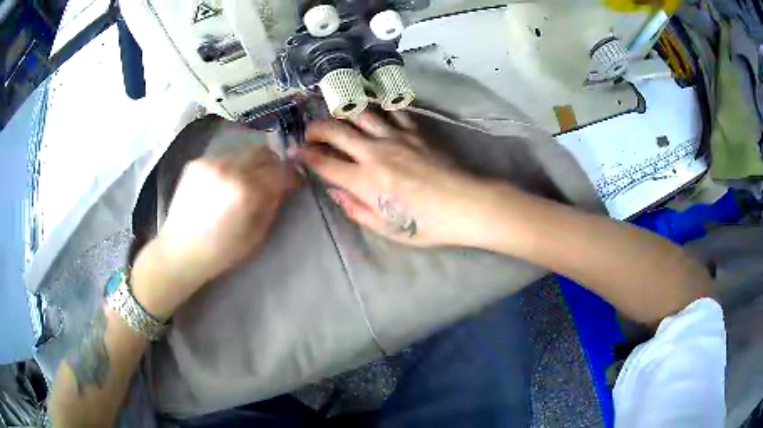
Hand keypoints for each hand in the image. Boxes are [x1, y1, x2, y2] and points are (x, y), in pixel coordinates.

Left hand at [132, 145, 297, 317]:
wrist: (180, 250)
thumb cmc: (221, 251)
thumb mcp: (256, 235)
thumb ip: (272, 204)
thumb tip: (283, 185)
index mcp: (246, 190)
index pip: (280, 170)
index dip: (291, 174)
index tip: (294, 181)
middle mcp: (229, 167)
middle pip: (262, 152)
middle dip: (271, 164)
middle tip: (270, 180)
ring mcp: (210, 161)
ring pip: (242, 153)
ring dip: (249, 166)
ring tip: (241, 185)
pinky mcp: (196, 162)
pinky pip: (223, 158)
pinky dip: (229, 168)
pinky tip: (220, 187)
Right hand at [293, 110, 491, 246]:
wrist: (465, 205)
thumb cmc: (426, 224)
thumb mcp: (386, 228)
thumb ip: (356, 209)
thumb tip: (335, 191)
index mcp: (364, 181)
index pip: (324, 163)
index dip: (304, 156)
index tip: (294, 152)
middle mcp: (374, 153)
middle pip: (336, 131)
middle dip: (316, 128)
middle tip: (309, 132)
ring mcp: (396, 137)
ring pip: (360, 113)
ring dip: (342, 112)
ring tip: (335, 115)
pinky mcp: (415, 131)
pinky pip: (393, 111)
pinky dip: (379, 106)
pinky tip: (372, 107)